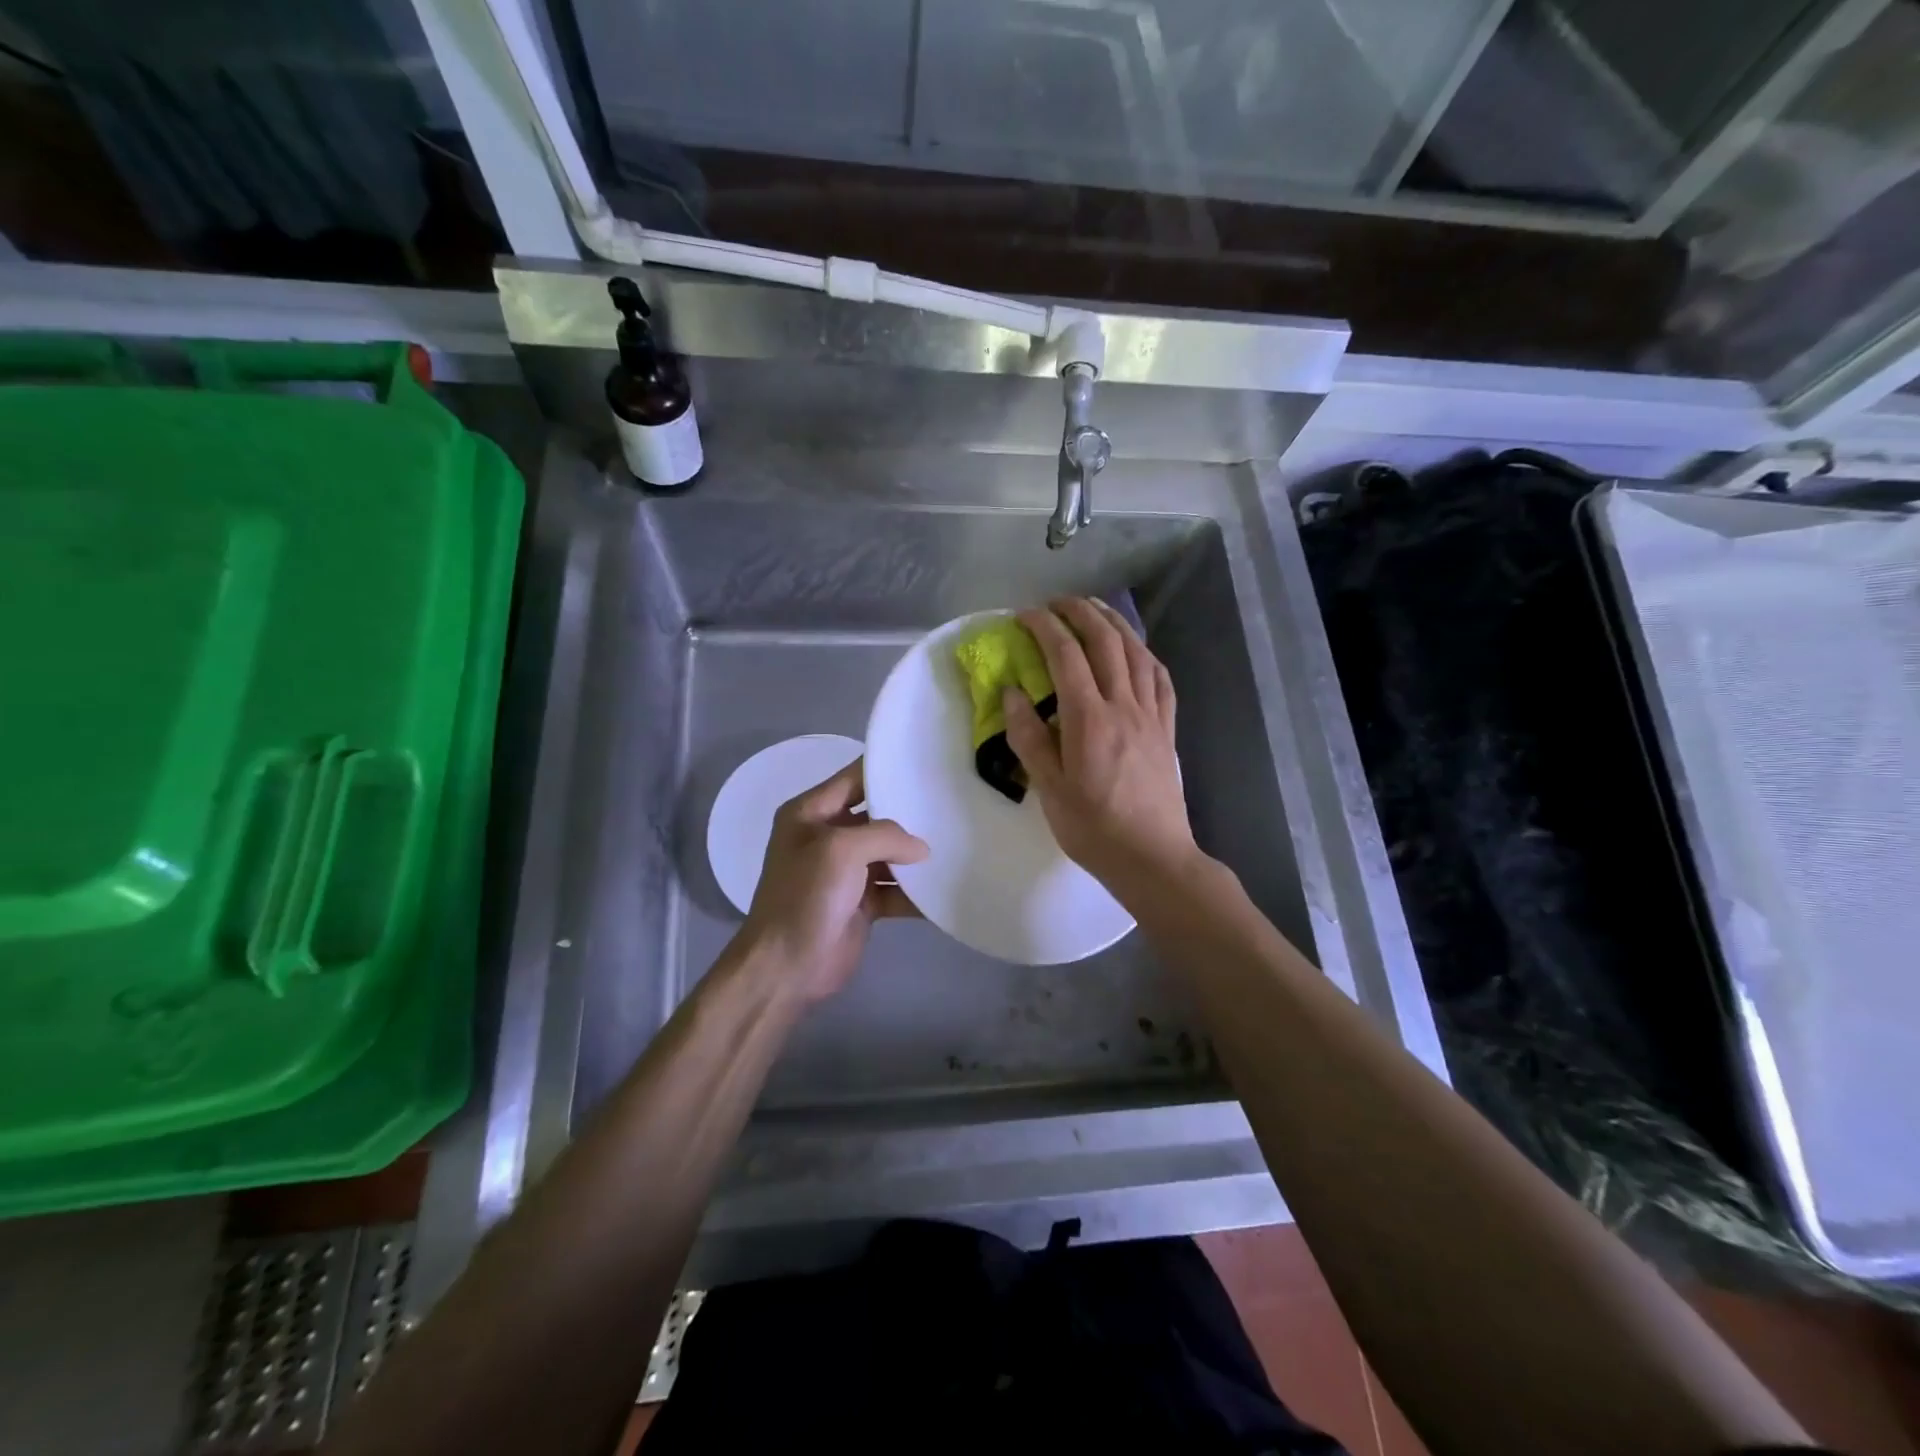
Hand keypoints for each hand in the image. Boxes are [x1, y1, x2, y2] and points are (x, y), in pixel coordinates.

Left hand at [739, 758, 927, 1003]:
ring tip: (958, 843)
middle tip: (951, 803)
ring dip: (916, 855)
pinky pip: (895, 888)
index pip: (853, 779)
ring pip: (890, 853)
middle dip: (910, 813)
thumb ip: (885, 836)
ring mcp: (846, 871)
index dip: (886, 770)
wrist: (787, 967)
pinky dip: (916, 891)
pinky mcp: (862, 902)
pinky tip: (946, 887)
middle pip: (876, 816)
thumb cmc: (805, 896)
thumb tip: (921, 849)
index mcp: (811, 813)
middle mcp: (828, 836)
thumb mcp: (840, 850)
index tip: (927, 764)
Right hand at [1004, 598, 1201, 897]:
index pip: (1065, 655)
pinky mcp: (1166, 728)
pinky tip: (1135, 650)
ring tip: (1093, 610)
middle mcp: (1123, 706)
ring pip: (1136, 652)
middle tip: (1056, 602)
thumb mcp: (1049, 789)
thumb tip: (1013, 693)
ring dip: (1113, 623)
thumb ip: (1029, 737)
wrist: (1152, 856)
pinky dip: (1144, 653)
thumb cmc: (1093, 828)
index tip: (1023, 615)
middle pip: (1105, 641)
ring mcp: (1150, 715)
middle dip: (1079, 612)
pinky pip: (1160, 678)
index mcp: (1089, 719)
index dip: (1043, 627)